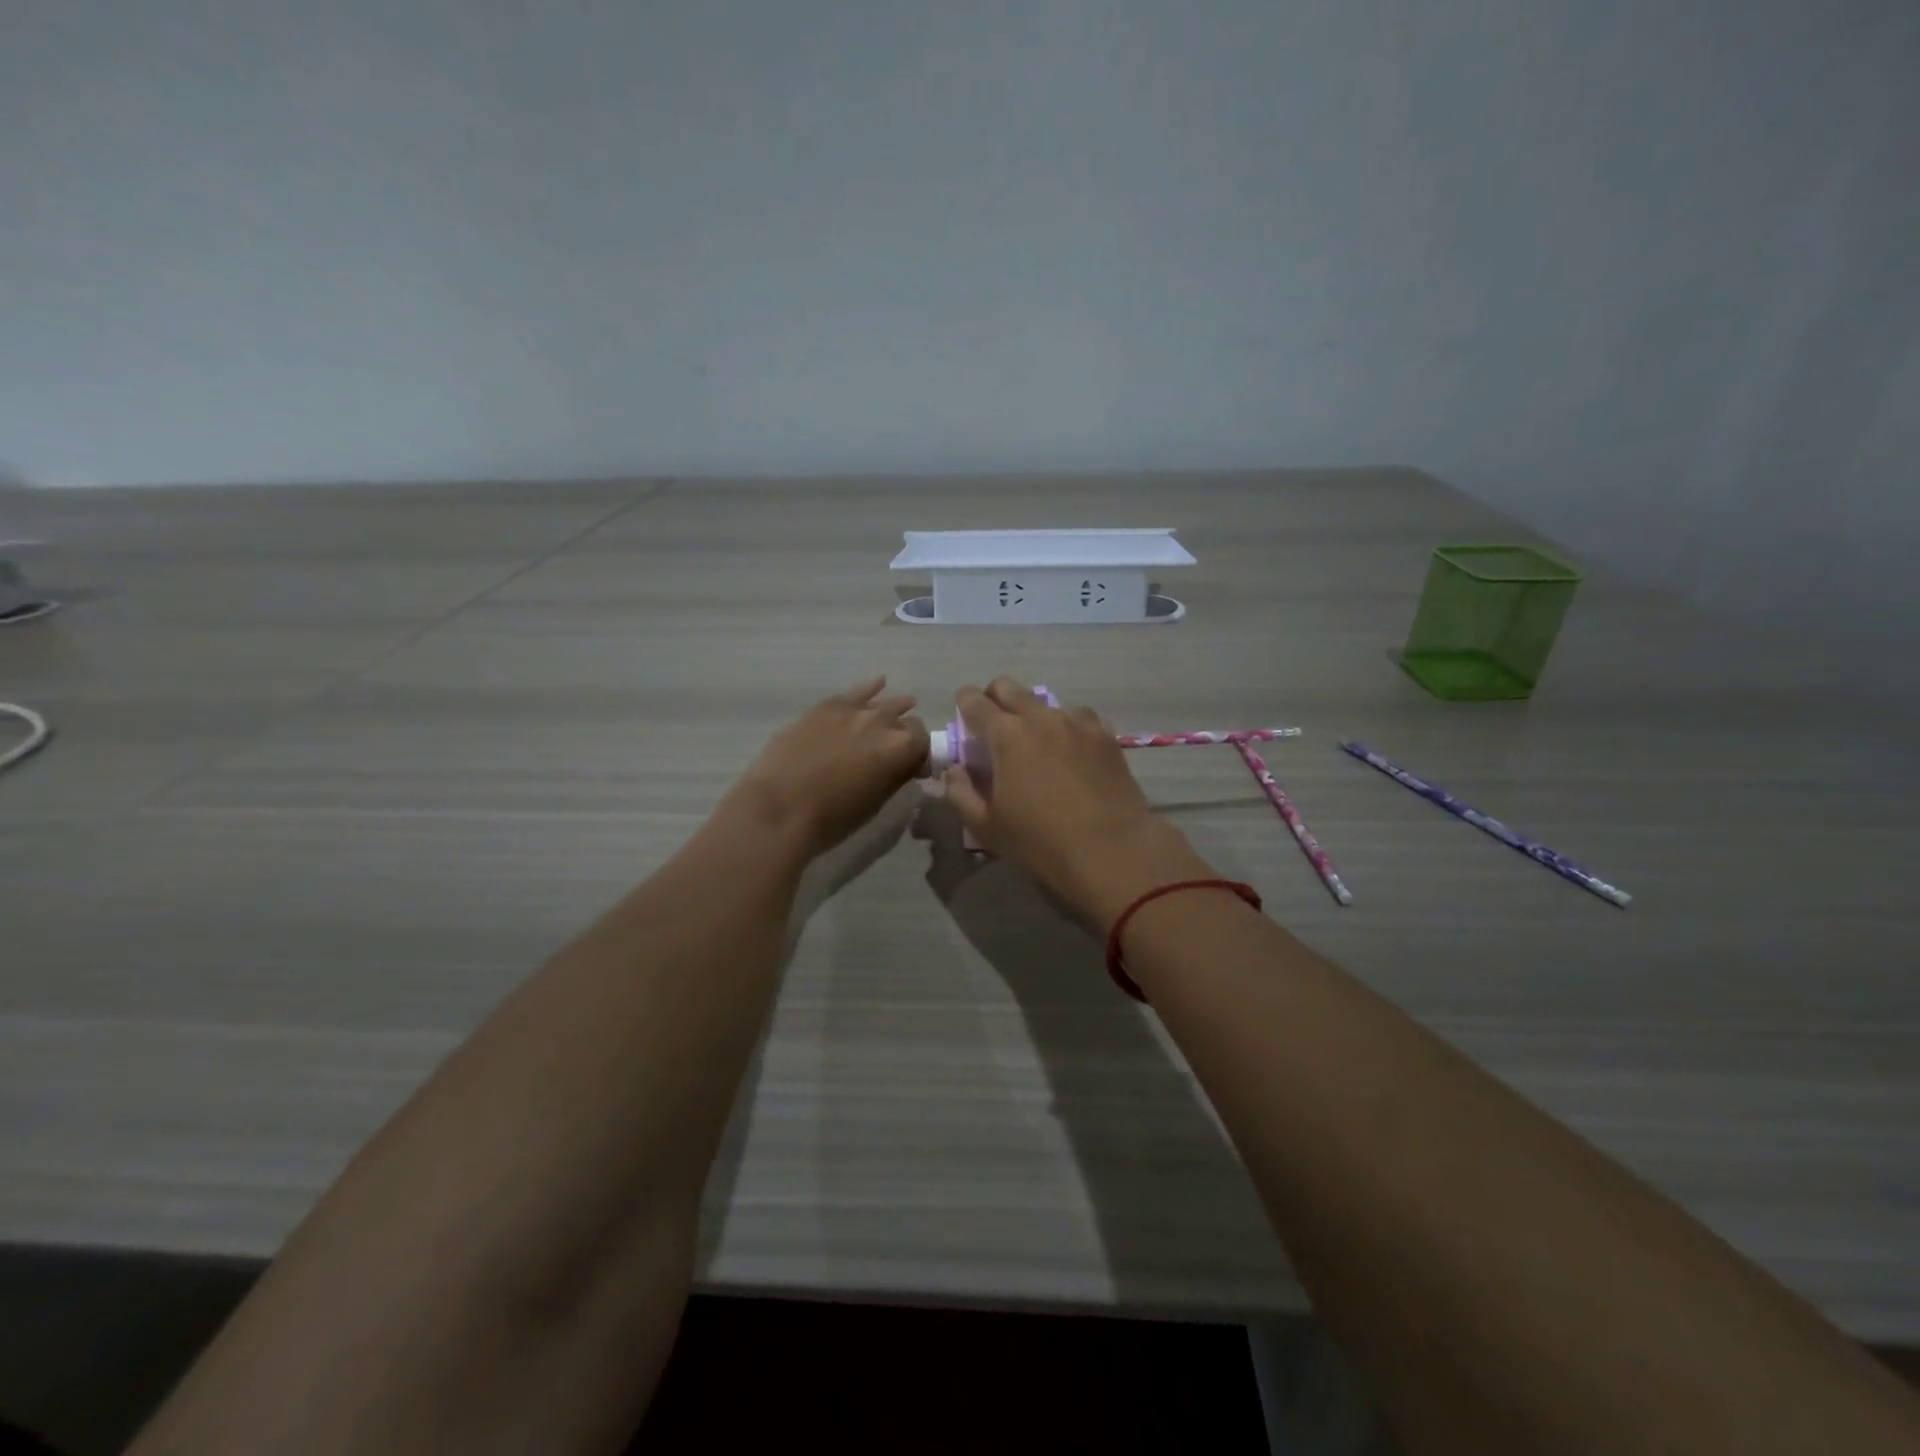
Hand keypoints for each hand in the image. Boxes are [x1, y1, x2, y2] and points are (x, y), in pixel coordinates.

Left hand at [730, 677, 929, 859]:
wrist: (779, 808)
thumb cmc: (831, 818)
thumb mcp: (875, 803)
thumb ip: (895, 777)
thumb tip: (904, 765)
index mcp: (900, 748)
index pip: (923, 741)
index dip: (920, 755)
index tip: (913, 768)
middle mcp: (881, 722)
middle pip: (904, 720)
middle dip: (905, 734)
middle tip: (896, 750)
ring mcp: (851, 710)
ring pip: (881, 704)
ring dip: (892, 710)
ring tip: (902, 707)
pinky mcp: (824, 707)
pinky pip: (854, 693)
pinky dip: (868, 690)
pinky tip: (878, 684)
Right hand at [941, 677, 1213, 927]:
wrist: (1111, 850)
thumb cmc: (1040, 841)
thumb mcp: (986, 826)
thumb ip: (960, 792)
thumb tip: (953, 770)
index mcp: (1006, 734)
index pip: (973, 700)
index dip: (963, 705)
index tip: (964, 721)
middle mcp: (1040, 717)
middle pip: (1008, 687)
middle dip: (994, 699)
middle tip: (994, 728)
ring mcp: (1077, 722)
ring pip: (1046, 703)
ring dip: (1033, 716)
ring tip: (1039, 747)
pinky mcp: (1105, 735)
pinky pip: (1078, 719)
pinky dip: (1067, 729)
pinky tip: (1071, 755)